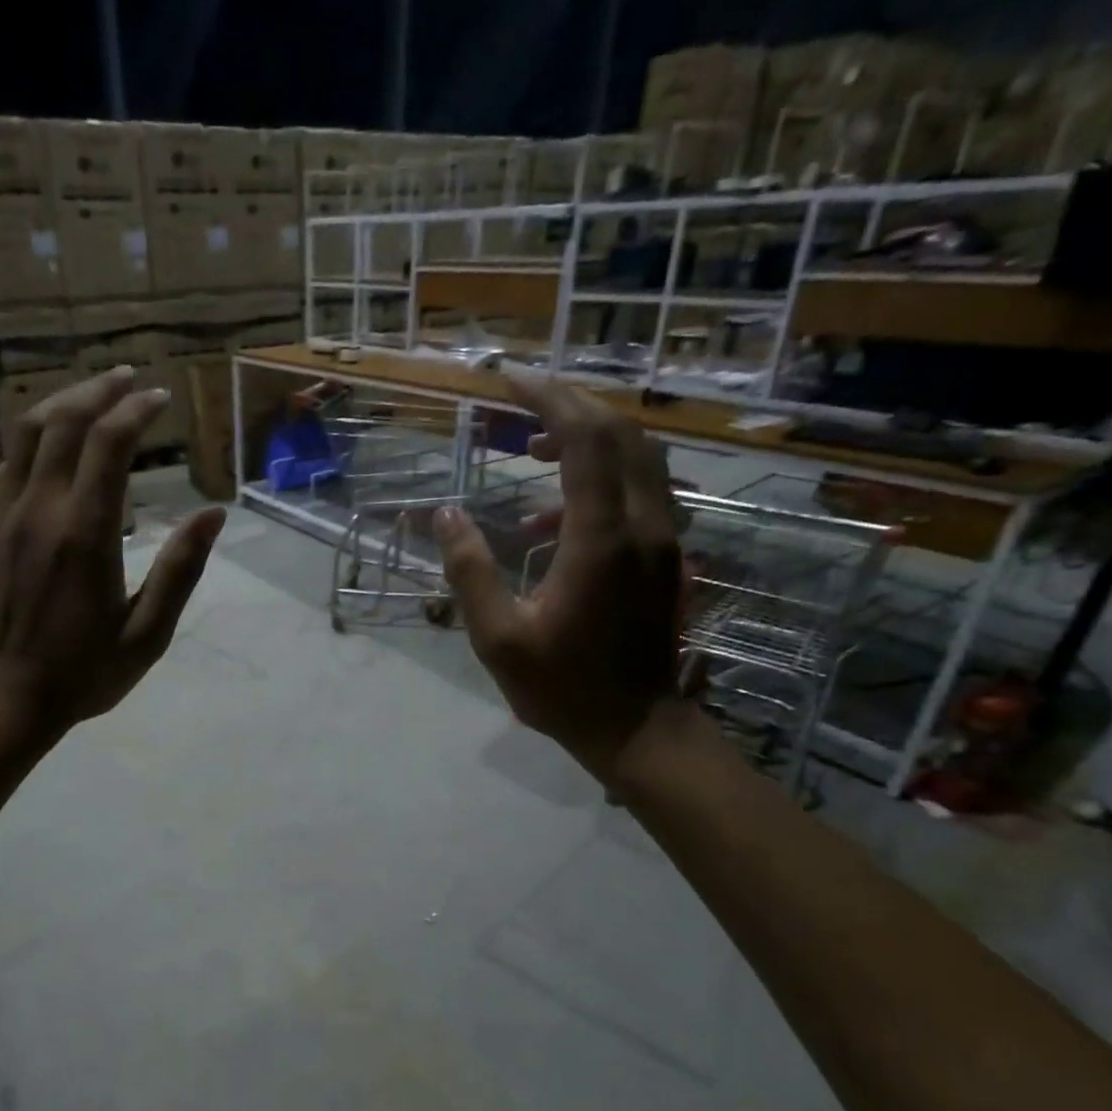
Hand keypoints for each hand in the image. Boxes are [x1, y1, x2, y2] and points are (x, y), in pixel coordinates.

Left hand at [0, 367, 224, 743]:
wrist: (3, 700)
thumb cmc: (83, 674)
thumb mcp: (147, 634)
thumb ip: (181, 570)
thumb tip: (214, 515)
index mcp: (85, 533)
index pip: (108, 444)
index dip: (136, 411)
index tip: (160, 398)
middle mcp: (40, 510)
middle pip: (64, 423)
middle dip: (99, 392)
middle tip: (130, 380)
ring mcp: (5, 516)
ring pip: (27, 435)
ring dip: (61, 404)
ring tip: (92, 394)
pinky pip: (6, 464)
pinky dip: (31, 438)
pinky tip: (50, 441)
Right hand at [433, 374, 684, 780]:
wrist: (637, 729)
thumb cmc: (562, 688)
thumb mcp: (498, 637)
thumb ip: (469, 571)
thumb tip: (445, 514)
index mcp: (601, 538)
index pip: (585, 438)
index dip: (548, 399)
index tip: (508, 381)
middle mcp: (643, 524)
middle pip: (620, 433)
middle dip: (570, 405)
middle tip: (519, 403)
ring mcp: (663, 539)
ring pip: (638, 458)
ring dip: (587, 438)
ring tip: (531, 449)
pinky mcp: (666, 556)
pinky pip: (639, 492)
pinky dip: (597, 481)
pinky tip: (549, 520)